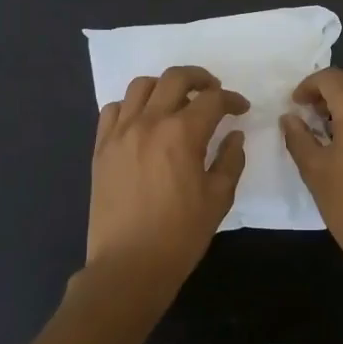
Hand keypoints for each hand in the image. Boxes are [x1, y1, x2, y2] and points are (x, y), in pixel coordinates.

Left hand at [85, 66, 248, 308]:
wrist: (128, 265)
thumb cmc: (180, 235)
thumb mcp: (218, 199)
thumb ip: (230, 160)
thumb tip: (234, 136)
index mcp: (182, 133)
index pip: (212, 99)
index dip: (232, 100)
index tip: (241, 110)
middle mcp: (149, 122)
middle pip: (175, 78)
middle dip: (200, 78)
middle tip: (213, 92)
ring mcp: (120, 133)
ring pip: (141, 86)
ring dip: (164, 87)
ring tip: (176, 102)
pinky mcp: (101, 148)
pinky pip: (113, 109)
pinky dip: (131, 106)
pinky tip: (143, 122)